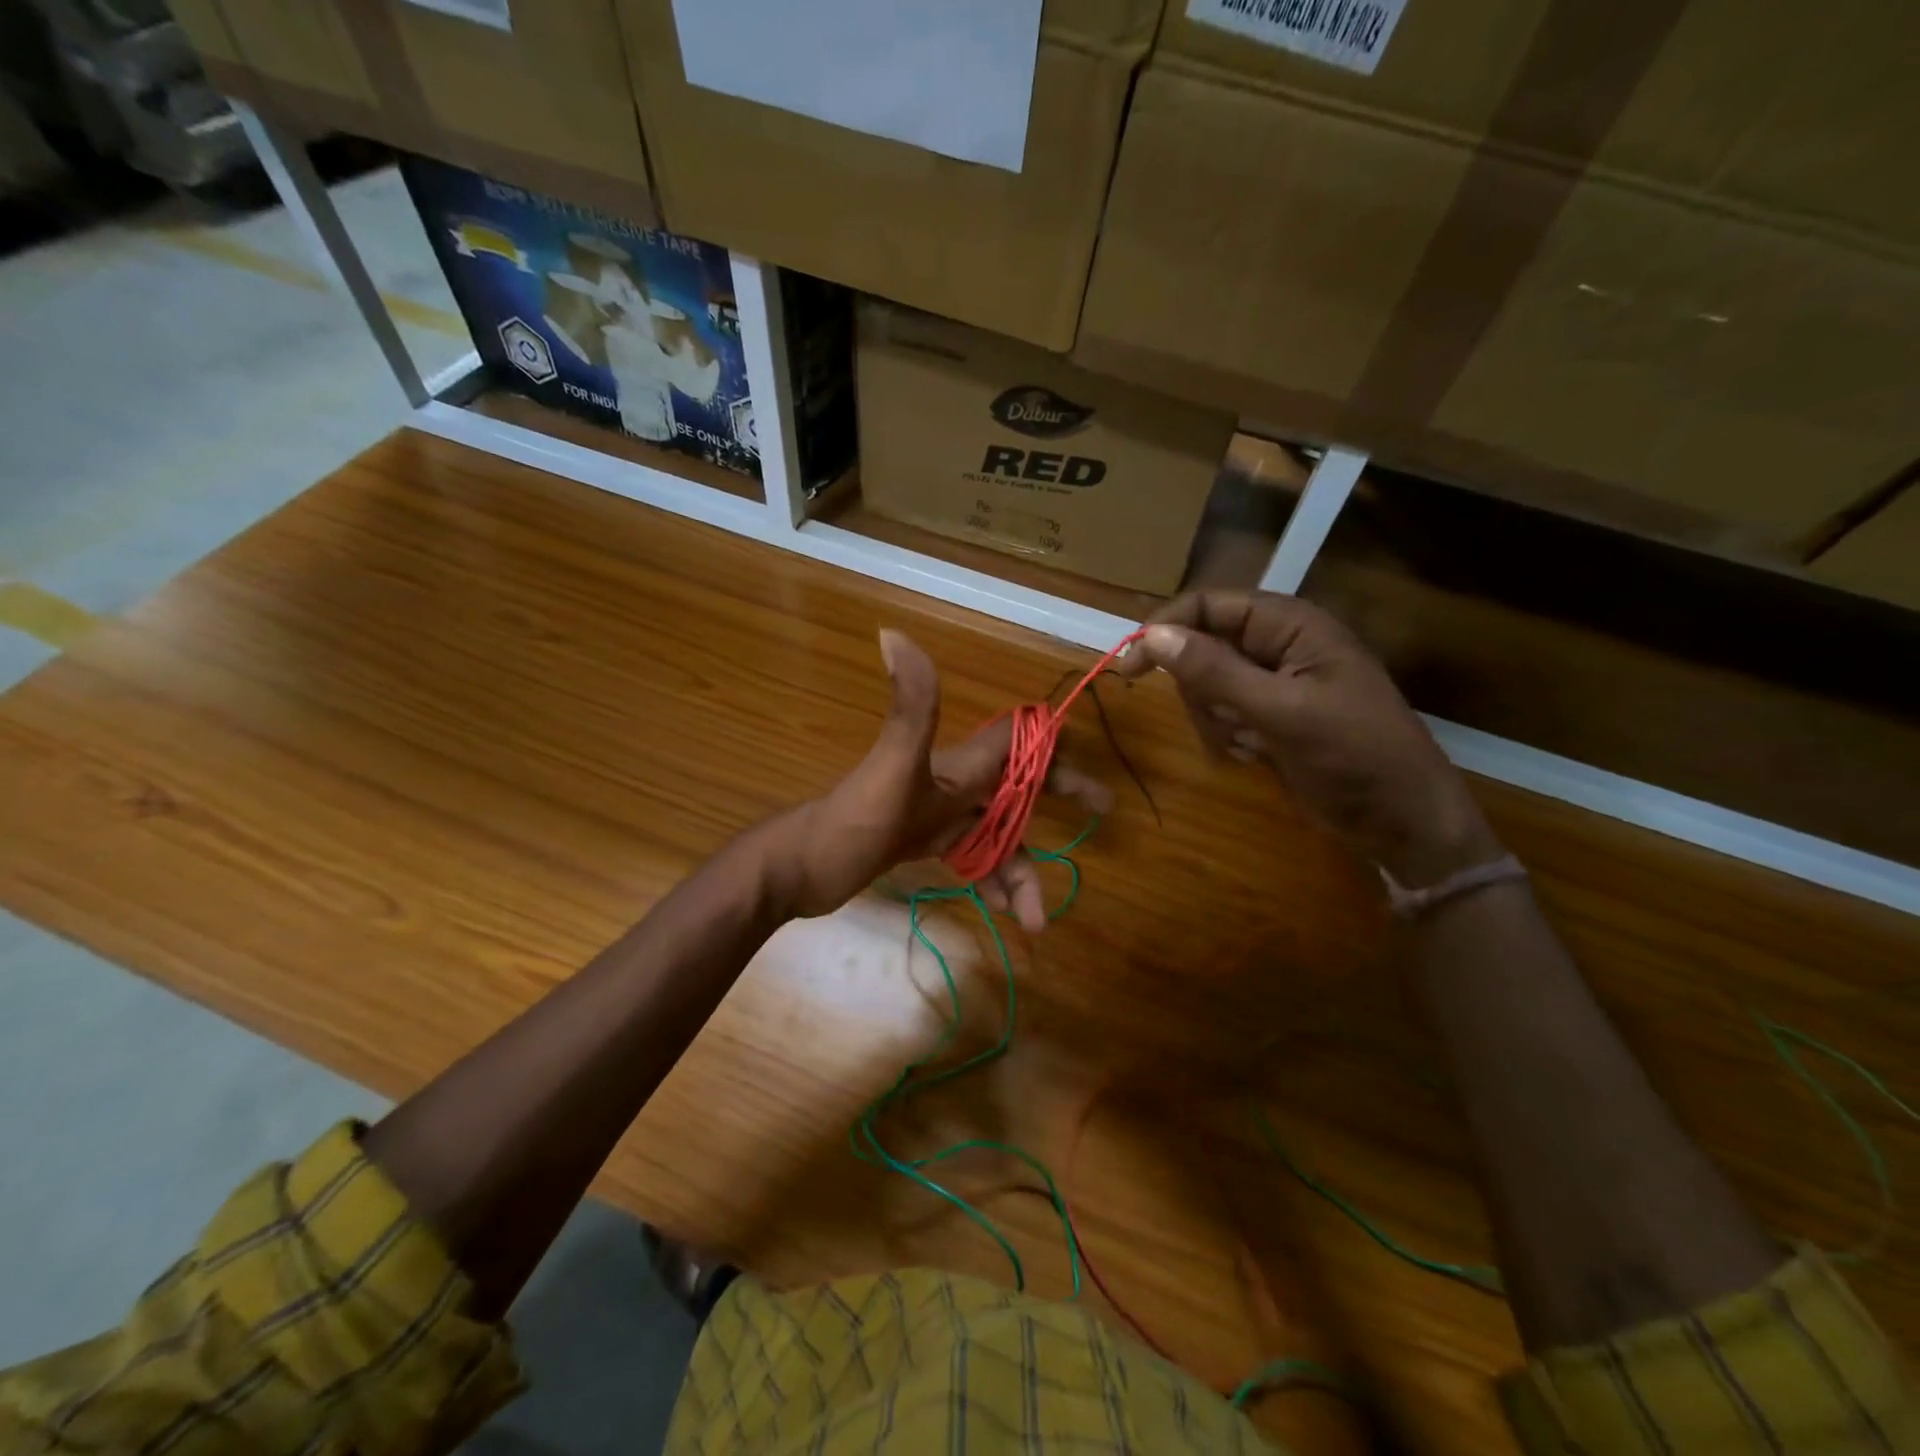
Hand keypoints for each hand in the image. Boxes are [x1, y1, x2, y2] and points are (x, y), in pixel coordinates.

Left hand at [765, 629, 1111, 929]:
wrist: (798, 867)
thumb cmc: (853, 821)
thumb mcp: (891, 767)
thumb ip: (910, 706)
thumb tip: (893, 631)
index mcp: (957, 764)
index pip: (1019, 744)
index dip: (1056, 754)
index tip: (1094, 785)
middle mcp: (953, 783)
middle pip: (1017, 790)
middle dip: (1056, 804)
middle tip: (1100, 819)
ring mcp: (937, 813)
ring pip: (997, 834)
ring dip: (1020, 871)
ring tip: (1035, 920)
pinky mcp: (922, 840)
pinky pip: (972, 855)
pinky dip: (991, 879)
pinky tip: (1003, 911)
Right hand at [1116, 591, 1500, 885]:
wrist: (1402, 819)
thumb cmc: (1353, 755)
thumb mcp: (1281, 710)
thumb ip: (1214, 671)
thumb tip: (1150, 636)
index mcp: (1290, 624)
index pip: (1209, 606)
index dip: (1165, 629)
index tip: (1128, 666)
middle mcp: (1279, 644)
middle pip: (1202, 646)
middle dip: (1201, 688)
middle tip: (1226, 721)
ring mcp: (1275, 682)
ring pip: (1207, 685)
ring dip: (1215, 718)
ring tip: (1251, 743)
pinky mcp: (1271, 716)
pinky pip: (1223, 714)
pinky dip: (1228, 736)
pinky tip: (1257, 755)